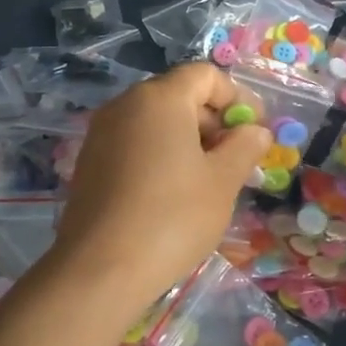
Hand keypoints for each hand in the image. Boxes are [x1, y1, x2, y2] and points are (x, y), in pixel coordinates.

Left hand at [49, 63, 271, 319]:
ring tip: (208, 180)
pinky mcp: (89, 161)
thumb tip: (257, 131)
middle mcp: (125, 104)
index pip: (205, 75)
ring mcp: (101, 132)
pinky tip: (172, 193)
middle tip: (235, 159)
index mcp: (160, 98)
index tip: (255, 130)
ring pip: (155, 121)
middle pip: (179, 95)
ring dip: (188, 139)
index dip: (237, 97)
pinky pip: (134, 143)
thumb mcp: (223, 181)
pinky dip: (159, 154)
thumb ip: (245, 147)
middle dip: (213, 120)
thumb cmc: (172, 217)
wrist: (100, 269)